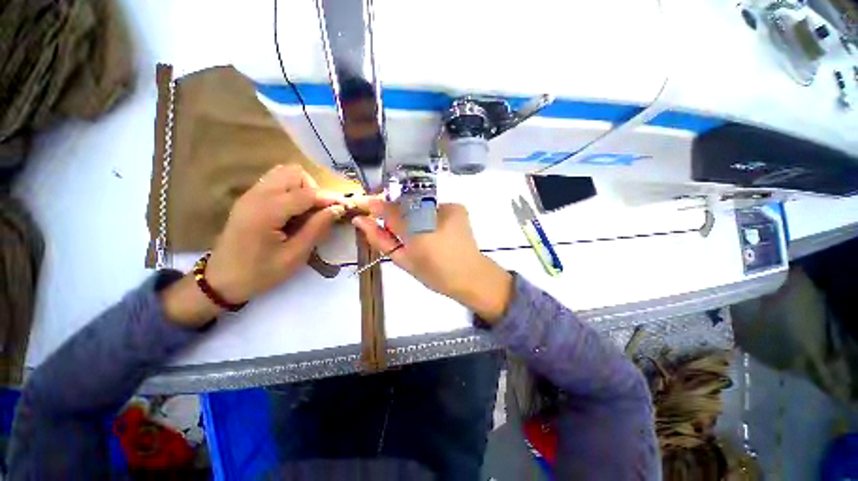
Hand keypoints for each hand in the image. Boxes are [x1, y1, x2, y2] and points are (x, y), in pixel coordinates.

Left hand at [162, 165, 346, 325]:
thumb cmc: (260, 273)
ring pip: (284, 173)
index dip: (330, 198)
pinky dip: (291, 190)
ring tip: (307, 211)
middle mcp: (257, 195)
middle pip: (293, 172)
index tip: (346, 208)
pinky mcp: (249, 199)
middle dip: (313, 188)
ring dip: (302, 187)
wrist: (221, 281)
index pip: (307, 193)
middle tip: (318, 211)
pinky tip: (293, 212)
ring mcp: (251, 195)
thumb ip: (317, 228)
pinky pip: (275, 182)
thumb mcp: (294, 255)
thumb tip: (338, 209)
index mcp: (267, 211)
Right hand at [352, 199, 512, 322]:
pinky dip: (429, 216)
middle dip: (397, 213)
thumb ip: (380, 238)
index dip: (375, 206)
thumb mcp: (403, 259)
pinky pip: (435, 206)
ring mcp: (447, 206)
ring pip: (419, 204)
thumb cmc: (434, 273)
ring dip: (414, 215)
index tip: (365, 205)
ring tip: (422, 234)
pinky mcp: (458, 207)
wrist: (470, 276)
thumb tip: (361, 221)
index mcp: (416, 230)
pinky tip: (436, 230)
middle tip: (399, 230)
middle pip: (403, 203)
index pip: (388, 209)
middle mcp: (431, 211)